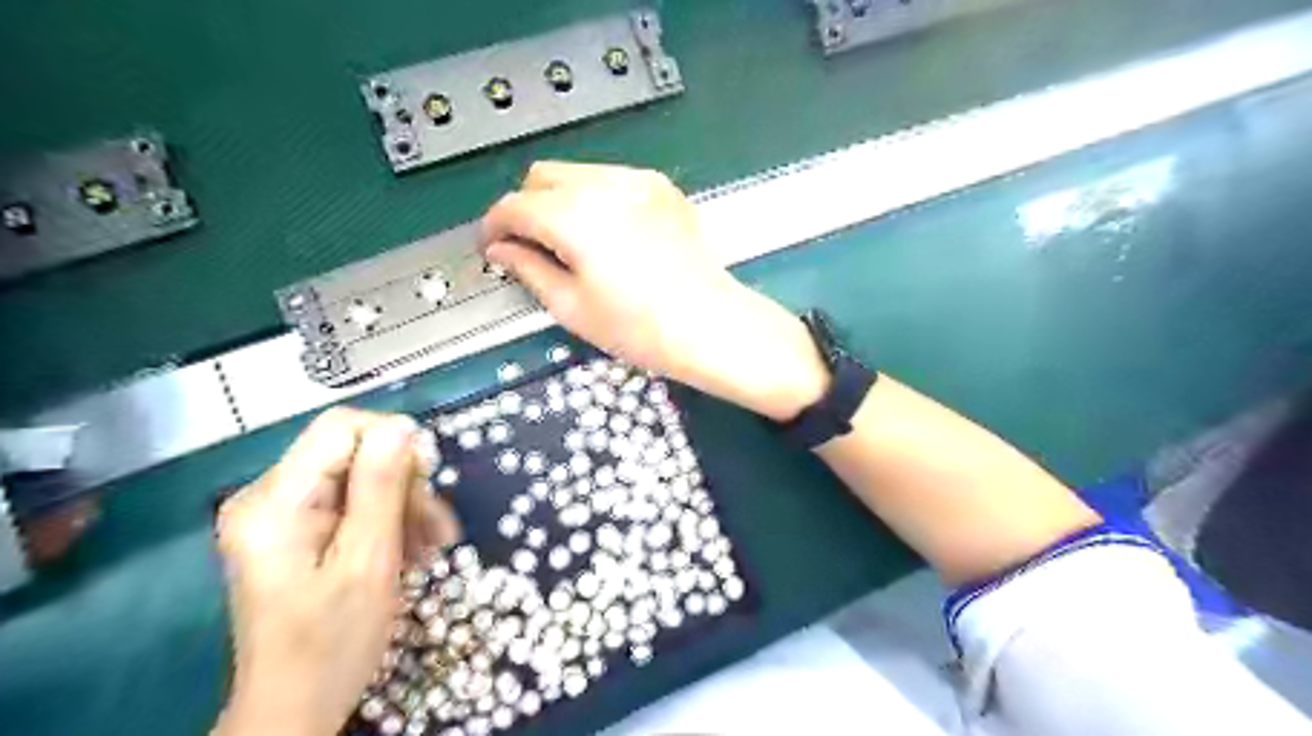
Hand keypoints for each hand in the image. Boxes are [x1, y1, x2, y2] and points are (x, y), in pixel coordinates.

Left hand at [212, 409, 460, 734]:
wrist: (295, 708)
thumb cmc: (332, 643)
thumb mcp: (367, 562)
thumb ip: (380, 487)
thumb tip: (402, 424)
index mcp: (273, 502)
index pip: (340, 428)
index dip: (393, 442)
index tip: (429, 479)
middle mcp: (267, 497)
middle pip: (354, 454)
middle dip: (404, 485)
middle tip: (438, 529)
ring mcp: (280, 515)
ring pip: (361, 479)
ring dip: (404, 507)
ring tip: (432, 548)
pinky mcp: (296, 531)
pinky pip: (353, 504)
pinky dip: (388, 522)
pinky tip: (411, 552)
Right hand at [481, 162, 826, 421]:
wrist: (711, 324)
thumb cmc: (640, 328)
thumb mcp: (572, 307)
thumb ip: (528, 269)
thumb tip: (503, 251)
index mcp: (575, 216)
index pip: (514, 206)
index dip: (494, 227)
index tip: (493, 249)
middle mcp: (605, 186)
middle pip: (542, 176)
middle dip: (525, 207)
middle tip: (529, 246)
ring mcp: (638, 181)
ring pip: (577, 173)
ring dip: (559, 199)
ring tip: (570, 243)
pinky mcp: (662, 188)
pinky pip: (611, 179)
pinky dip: (595, 198)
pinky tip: (607, 235)